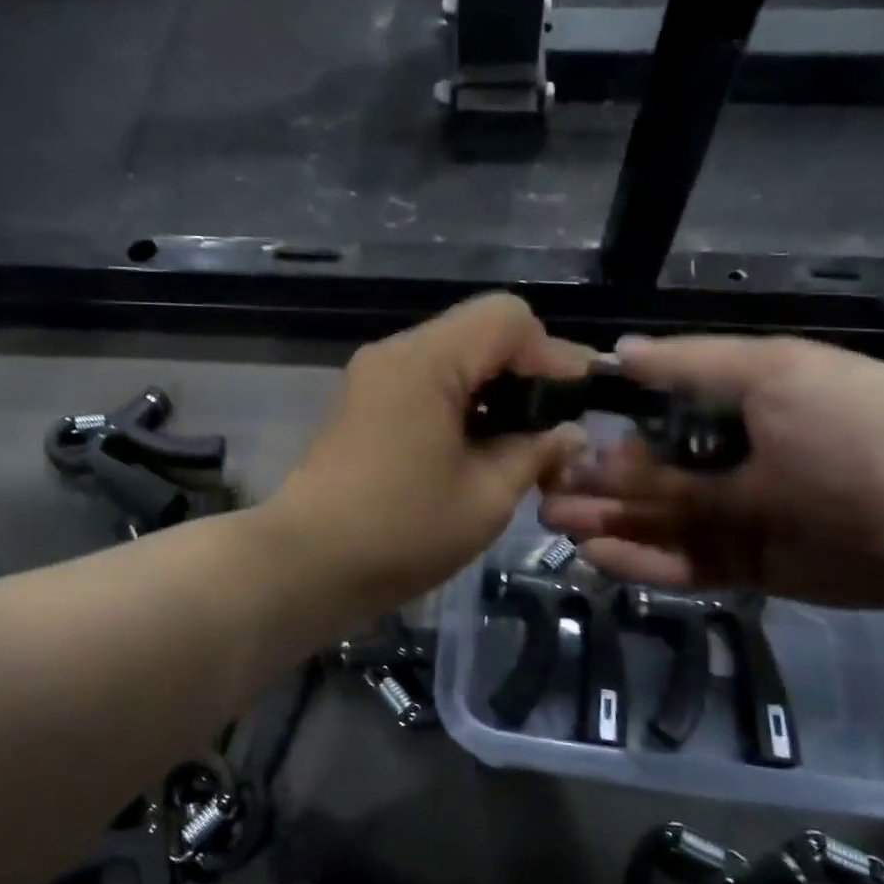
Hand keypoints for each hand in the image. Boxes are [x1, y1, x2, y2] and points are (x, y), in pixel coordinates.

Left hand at [270, 294, 590, 611]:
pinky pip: (426, 383)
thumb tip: (570, 434)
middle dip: (526, 372)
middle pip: (479, 332)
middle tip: (555, 426)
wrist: (305, 565)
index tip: (579, 402)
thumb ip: (535, 453)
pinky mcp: (363, 405)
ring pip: (453, 358)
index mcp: (426, 361)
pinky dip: (462, 404)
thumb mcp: (485, 497)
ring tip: (523, 443)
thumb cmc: (400, 532)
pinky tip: (479, 448)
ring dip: (494, 390)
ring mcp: (373, 378)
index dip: (553, 353)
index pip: (507, 318)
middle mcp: (395, 354)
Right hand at [540, 336, 883, 608]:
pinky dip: (643, 562)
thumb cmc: (863, 425)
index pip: (649, 418)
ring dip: (607, 522)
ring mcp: (738, 519)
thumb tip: (617, 352)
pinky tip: (600, 556)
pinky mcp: (751, 569)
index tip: (556, 439)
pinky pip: (684, 565)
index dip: (602, 429)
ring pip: (656, 523)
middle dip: (593, 483)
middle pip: (645, 477)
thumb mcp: (776, 374)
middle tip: (544, 493)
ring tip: (560, 525)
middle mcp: (728, 463)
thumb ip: (693, 367)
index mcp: (733, 409)